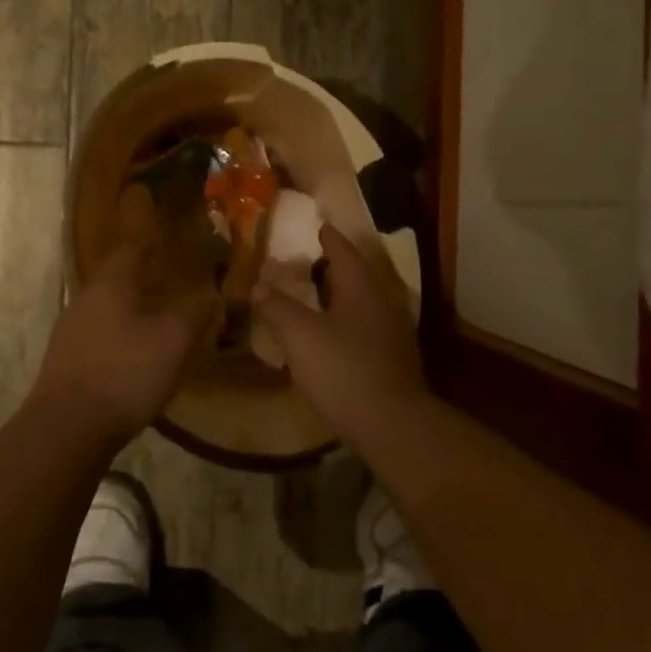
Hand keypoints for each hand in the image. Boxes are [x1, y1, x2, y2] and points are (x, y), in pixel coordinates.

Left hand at [28, 243, 214, 447]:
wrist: (67, 429)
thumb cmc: (125, 373)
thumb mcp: (173, 341)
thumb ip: (194, 312)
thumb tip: (211, 291)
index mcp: (110, 285)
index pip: (131, 250)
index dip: (152, 244)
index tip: (171, 241)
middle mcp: (85, 300)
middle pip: (116, 279)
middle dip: (144, 277)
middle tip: (173, 280)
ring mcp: (70, 332)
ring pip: (107, 308)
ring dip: (132, 308)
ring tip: (160, 317)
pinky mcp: (66, 362)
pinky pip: (99, 335)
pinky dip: (120, 335)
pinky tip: (136, 353)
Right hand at [253, 224, 428, 438]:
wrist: (393, 425)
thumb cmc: (344, 371)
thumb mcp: (300, 336)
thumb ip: (277, 307)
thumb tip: (257, 284)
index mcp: (361, 287)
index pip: (342, 249)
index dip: (325, 236)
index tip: (312, 226)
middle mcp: (382, 301)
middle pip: (355, 273)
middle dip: (330, 265)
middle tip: (303, 260)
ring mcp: (392, 331)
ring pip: (361, 301)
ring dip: (338, 294)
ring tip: (311, 296)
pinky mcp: (393, 358)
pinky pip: (365, 326)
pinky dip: (345, 320)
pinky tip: (329, 335)